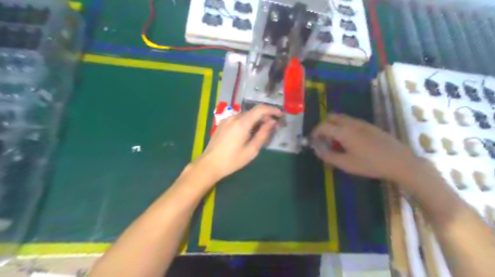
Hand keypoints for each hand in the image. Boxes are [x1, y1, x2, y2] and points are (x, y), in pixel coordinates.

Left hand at [195, 105, 283, 179]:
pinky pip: (238, 119)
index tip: (280, 115)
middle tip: (273, 126)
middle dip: (265, 116)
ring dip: (256, 120)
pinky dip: (247, 122)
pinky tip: (249, 132)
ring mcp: (227, 119)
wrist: (209, 164)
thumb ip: (263, 134)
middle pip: (253, 112)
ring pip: (246, 115)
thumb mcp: (251, 150)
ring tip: (261, 130)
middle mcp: (234, 117)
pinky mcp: (222, 124)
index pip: (260, 109)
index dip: (272, 110)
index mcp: (242, 123)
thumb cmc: (232, 160)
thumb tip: (272, 122)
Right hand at [311, 113, 418, 180]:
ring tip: (334, 141)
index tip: (312, 141)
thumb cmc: (371, 164)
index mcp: (344, 132)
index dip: (315, 132)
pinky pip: (351, 121)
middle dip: (323, 126)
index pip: (323, 126)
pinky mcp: (370, 126)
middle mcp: (352, 123)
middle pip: (332, 117)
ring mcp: (362, 123)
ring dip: (333, 126)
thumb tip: (317, 150)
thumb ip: (328, 156)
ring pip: (342, 118)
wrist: (400, 162)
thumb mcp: (346, 164)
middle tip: (322, 139)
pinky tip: (348, 141)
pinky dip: (343, 127)